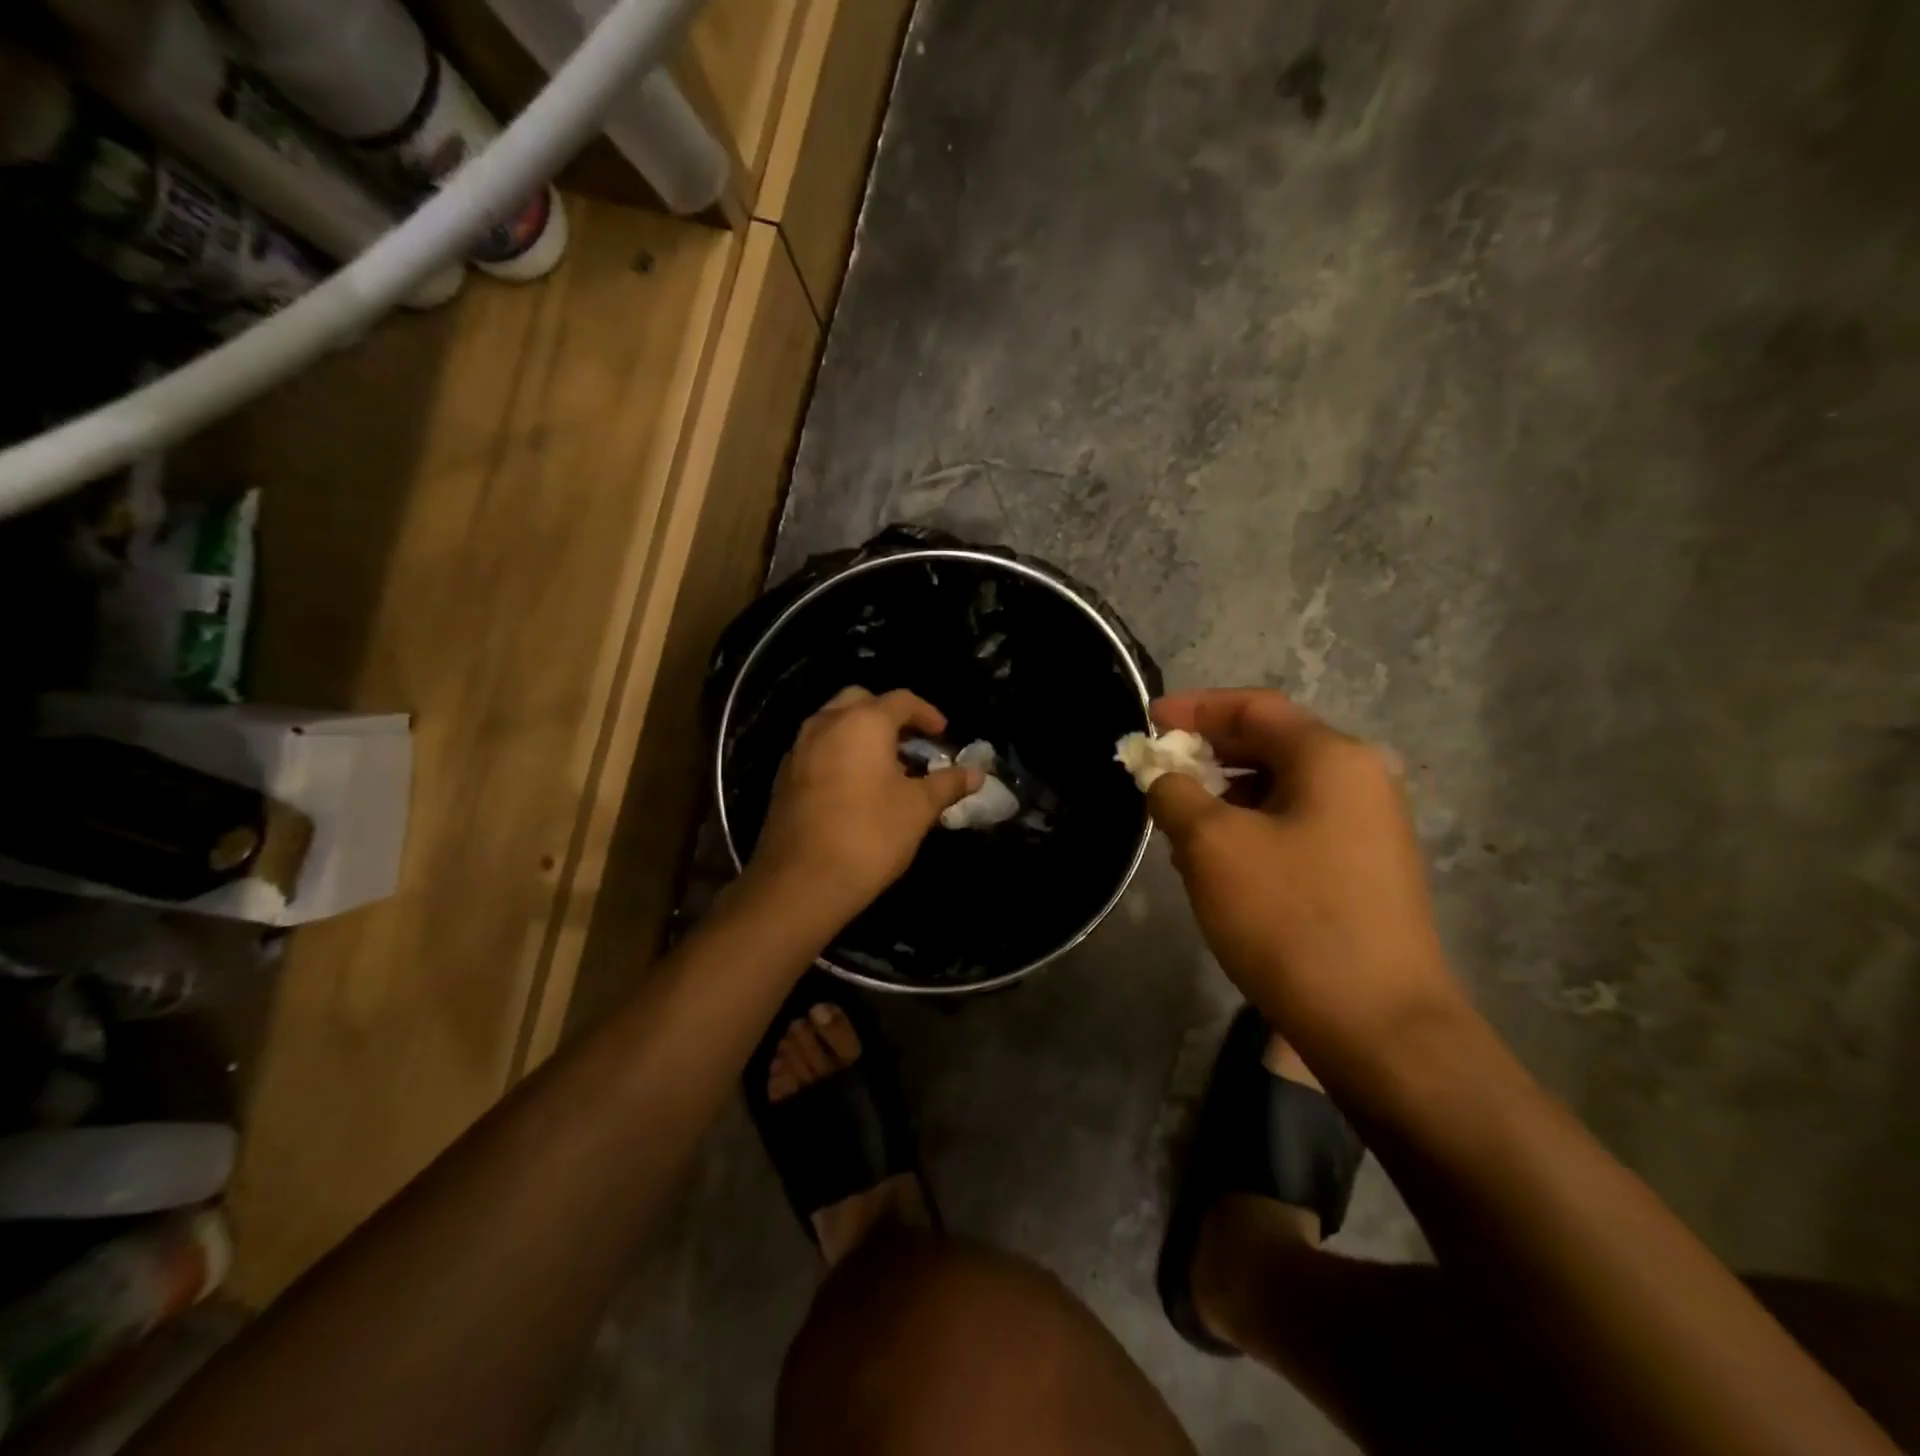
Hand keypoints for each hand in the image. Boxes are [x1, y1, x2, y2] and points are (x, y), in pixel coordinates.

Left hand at [748, 687, 982, 919]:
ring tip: (886, 765)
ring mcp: (799, 748)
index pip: (901, 700)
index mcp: (863, 722)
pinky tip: (855, 785)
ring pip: (834, 722)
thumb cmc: (870, 835)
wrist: (802, 881)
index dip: (927, 714)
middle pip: (861, 701)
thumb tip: (977, 773)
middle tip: (911, 743)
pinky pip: (818, 748)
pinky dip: (839, 752)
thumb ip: (948, 783)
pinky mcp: (784, 775)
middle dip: (889, 716)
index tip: (943, 735)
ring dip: (861, 733)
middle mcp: (826, 723)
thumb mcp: (919, 808)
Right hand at [1146, 690, 1463, 1046]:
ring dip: (1225, 795)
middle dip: (1207, 753)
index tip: (1148, 720)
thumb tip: (1164, 778)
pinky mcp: (1364, 871)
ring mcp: (1369, 828)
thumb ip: (1175, 794)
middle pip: (1271, 745)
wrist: (1379, 1025)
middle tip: (1157, 770)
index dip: (1194, 709)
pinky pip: (1295, 827)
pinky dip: (1250, 829)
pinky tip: (1217, 862)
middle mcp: (1360, 780)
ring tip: (1177, 822)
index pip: (1254, 708)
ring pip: (1281, 790)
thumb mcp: (1212, 846)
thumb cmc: (1290, 917)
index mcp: (1332, 758)